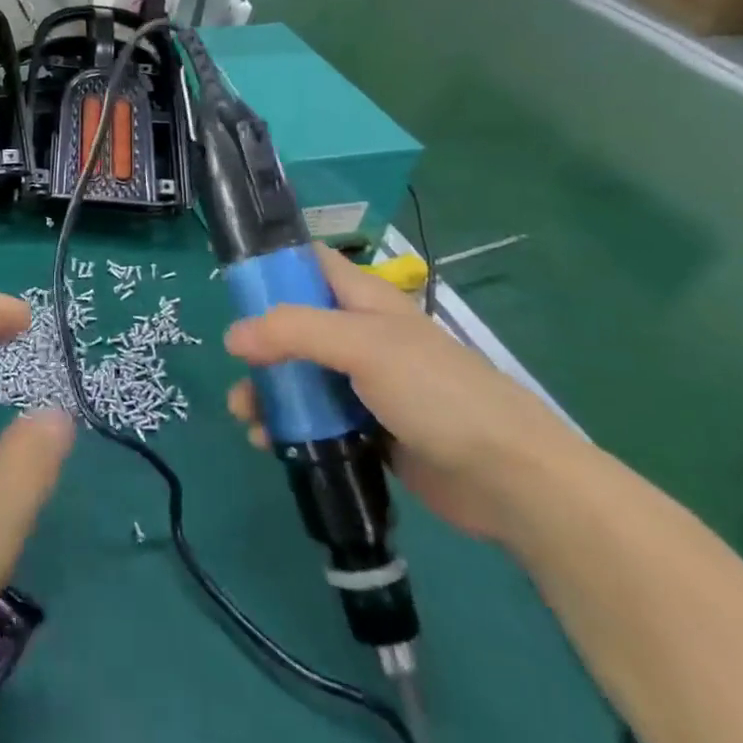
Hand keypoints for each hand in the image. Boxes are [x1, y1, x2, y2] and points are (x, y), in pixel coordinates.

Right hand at [223, 244, 589, 542]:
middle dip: (259, 345)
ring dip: (268, 393)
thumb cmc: (437, 392)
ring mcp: (365, 386)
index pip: (311, 265)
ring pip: (301, 377)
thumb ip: (294, 332)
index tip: (233, 288)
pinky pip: (316, 420)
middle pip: (294, 326)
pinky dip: (290, 428)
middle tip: (236, 369)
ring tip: (247, 418)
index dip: (273, 267)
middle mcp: (361, 337)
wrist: (509, 478)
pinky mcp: (367, 431)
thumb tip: (232, 337)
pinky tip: (270, 444)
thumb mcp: (363, 346)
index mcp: (364, 301)